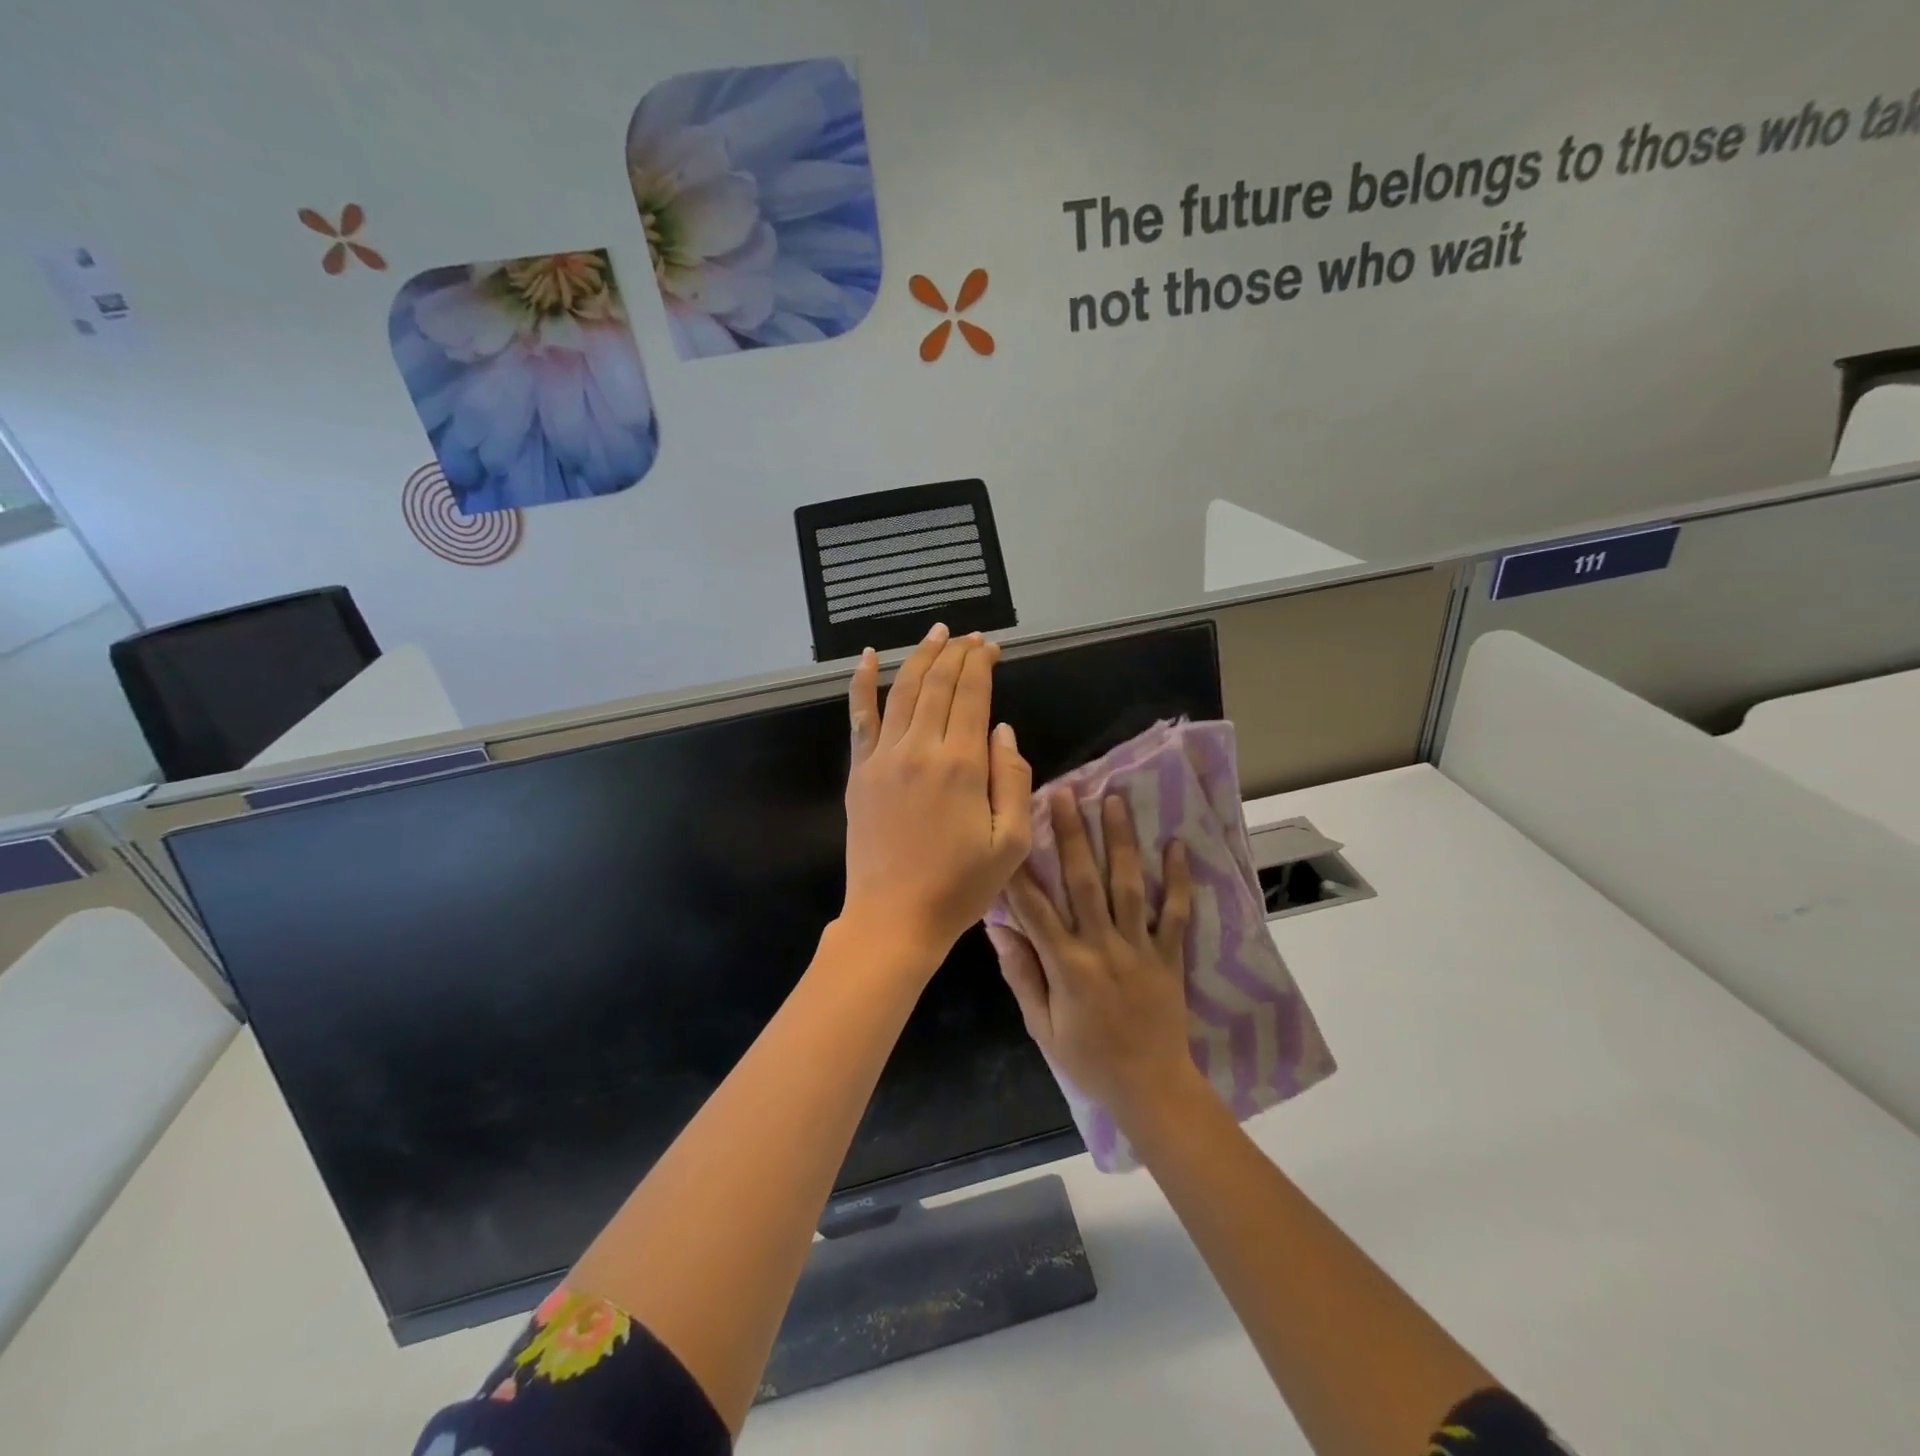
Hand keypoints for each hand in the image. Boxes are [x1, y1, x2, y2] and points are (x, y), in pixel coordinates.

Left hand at [842, 625, 1032, 971]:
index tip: (993, 647)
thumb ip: (1013, 777)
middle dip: (957, 653)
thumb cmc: (960, 886)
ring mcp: (883, 757)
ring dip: (922, 656)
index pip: (973, 694)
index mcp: (962, 764)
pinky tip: (869, 657)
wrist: (894, 918)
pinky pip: (860, 717)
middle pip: (939, 684)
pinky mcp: (859, 772)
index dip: (983, 663)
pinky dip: (863, 683)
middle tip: (971, 637)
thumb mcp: (1011, 841)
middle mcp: (920, 748)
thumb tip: (1002, 728)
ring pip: (904, 690)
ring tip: (937, 633)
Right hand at [988, 788, 1198, 1129]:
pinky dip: (1179, 880)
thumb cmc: (1088, 1060)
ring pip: (1128, 886)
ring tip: (1114, 800)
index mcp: (1066, 965)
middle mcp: (1103, 947)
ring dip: (1120, 841)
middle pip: (1084, 882)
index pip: (1035, 908)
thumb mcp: (1041, 1026)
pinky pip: (1177, 913)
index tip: (1013, 830)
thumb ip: (1022, 974)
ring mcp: (1140, 948)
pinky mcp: (1170, 955)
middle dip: (1073, 834)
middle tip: (1066, 793)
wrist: (1151, 1088)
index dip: (1020, 868)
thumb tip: (998, 929)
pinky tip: (1177, 845)